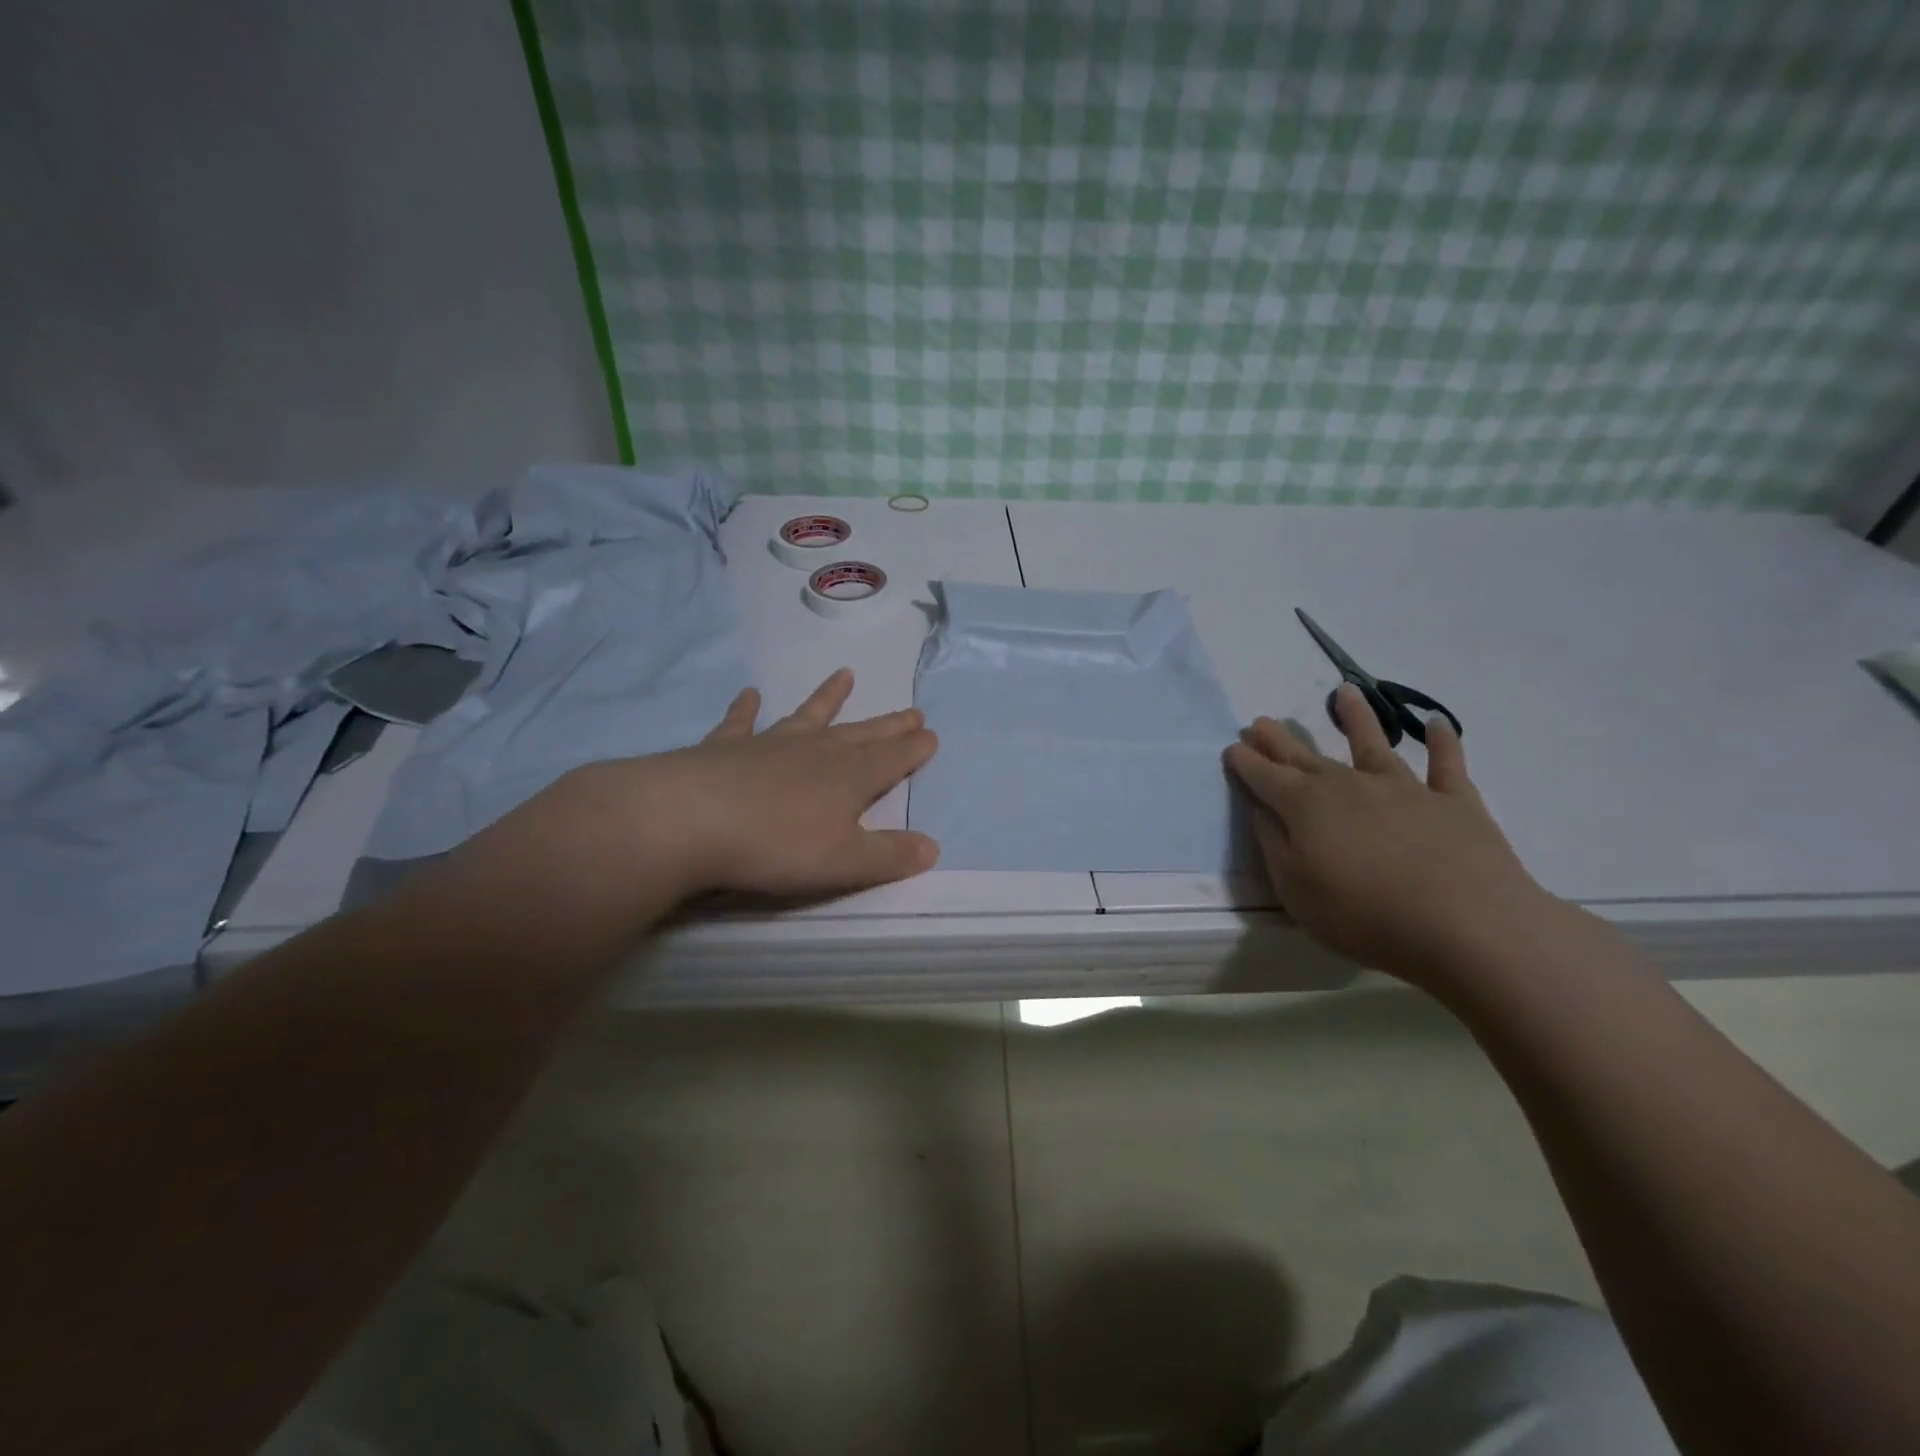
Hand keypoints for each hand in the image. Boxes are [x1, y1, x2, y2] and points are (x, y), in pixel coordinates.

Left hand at [545, 669, 939, 907]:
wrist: (691, 821)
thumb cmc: (776, 846)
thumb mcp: (845, 863)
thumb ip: (889, 855)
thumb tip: (933, 846)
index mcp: (849, 778)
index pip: (892, 760)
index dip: (913, 749)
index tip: (931, 734)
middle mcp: (815, 752)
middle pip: (860, 735)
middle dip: (888, 725)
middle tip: (912, 710)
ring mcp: (769, 745)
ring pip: (808, 716)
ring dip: (828, 698)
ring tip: (845, 675)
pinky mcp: (724, 748)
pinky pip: (740, 722)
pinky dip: (746, 708)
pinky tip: (749, 693)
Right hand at [1223, 683, 1558, 985]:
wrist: (1467, 924)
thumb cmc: (1364, 914)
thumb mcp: (1296, 889)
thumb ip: (1274, 845)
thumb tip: (1262, 811)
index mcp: (1305, 806)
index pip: (1265, 777)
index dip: (1246, 761)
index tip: (1232, 747)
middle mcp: (1349, 785)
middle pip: (1305, 757)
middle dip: (1279, 739)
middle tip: (1261, 721)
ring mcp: (1404, 789)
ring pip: (1372, 744)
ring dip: (1355, 719)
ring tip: (1344, 693)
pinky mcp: (1453, 801)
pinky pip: (1447, 765)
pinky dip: (1442, 743)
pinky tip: (1437, 723)